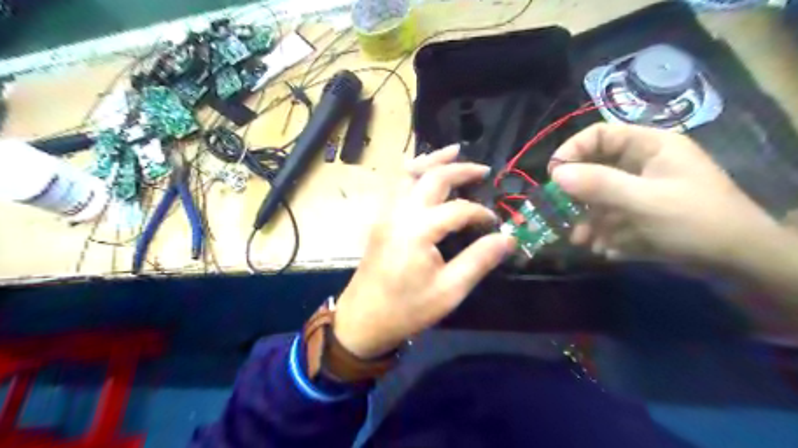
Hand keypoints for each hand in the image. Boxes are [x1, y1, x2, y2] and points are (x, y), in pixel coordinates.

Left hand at [335, 145, 513, 358]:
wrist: (362, 320)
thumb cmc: (407, 309)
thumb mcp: (449, 290)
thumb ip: (479, 260)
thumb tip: (508, 238)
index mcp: (418, 229)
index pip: (458, 209)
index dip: (481, 213)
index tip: (495, 225)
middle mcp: (400, 212)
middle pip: (432, 177)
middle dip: (460, 169)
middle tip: (483, 169)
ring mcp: (386, 213)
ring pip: (409, 173)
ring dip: (433, 160)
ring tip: (454, 152)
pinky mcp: (380, 219)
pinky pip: (397, 184)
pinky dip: (413, 171)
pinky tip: (423, 172)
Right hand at [549, 123, 779, 265]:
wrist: (736, 262)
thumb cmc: (694, 220)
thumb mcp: (644, 200)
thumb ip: (599, 185)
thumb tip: (556, 174)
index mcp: (649, 146)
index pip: (600, 135)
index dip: (573, 150)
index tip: (554, 174)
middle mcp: (641, 164)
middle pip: (594, 167)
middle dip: (577, 193)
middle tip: (561, 212)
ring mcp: (639, 190)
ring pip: (597, 196)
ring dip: (587, 219)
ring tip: (583, 240)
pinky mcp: (638, 213)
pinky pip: (609, 217)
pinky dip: (601, 232)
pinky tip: (604, 249)